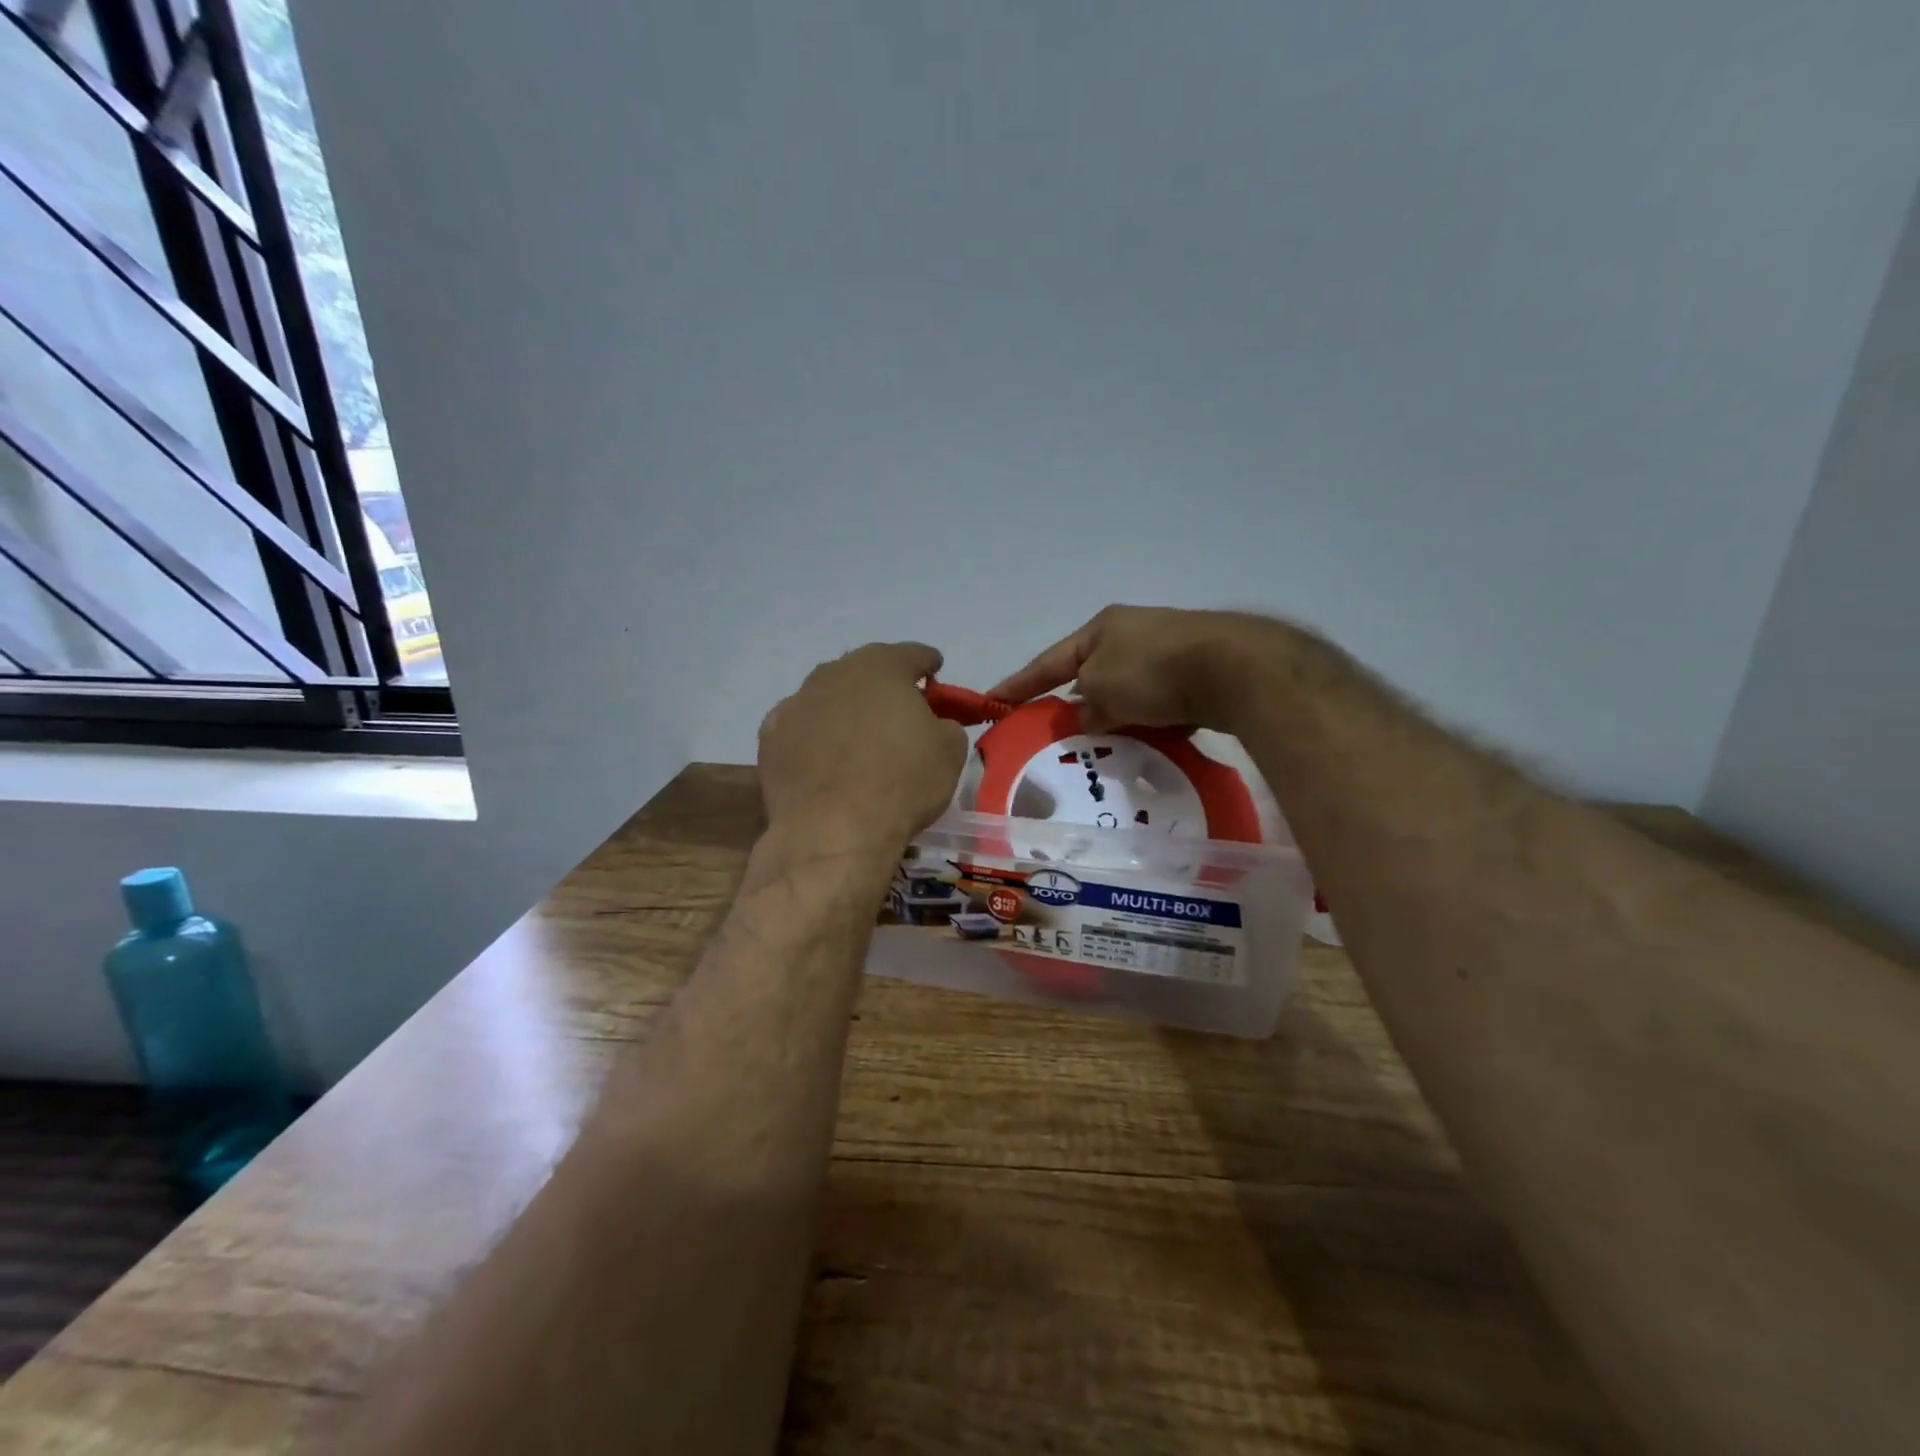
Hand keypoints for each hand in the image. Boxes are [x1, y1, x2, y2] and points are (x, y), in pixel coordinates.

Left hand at [760, 643, 968, 852]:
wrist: (834, 831)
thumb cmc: (902, 784)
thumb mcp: (950, 752)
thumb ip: (944, 724)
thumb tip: (933, 724)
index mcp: (881, 667)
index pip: (911, 654)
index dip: (927, 662)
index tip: (935, 669)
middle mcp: (834, 674)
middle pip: (864, 670)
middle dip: (882, 684)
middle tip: (898, 708)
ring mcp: (796, 704)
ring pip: (828, 697)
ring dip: (845, 709)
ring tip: (857, 736)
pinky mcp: (770, 737)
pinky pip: (801, 727)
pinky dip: (814, 736)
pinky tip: (822, 757)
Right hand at [989, 605, 1281, 732]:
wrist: (1234, 668)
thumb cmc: (1153, 670)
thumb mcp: (1102, 687)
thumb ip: (1085, 707)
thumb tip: (1089, 717)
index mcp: (1101, 628)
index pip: (1048, 662)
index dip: (1018, 684)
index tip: (992, 702)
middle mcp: (1131, 635)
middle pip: (1089, 677)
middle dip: (1072, 705)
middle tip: (1053, 736)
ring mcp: (1166, 653)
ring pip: (1124, 694)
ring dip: (1112, 719)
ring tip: (1101, 749)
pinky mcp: (1194, 676)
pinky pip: (1155, 705)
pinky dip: (1145, 724)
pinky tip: (1145, 744)